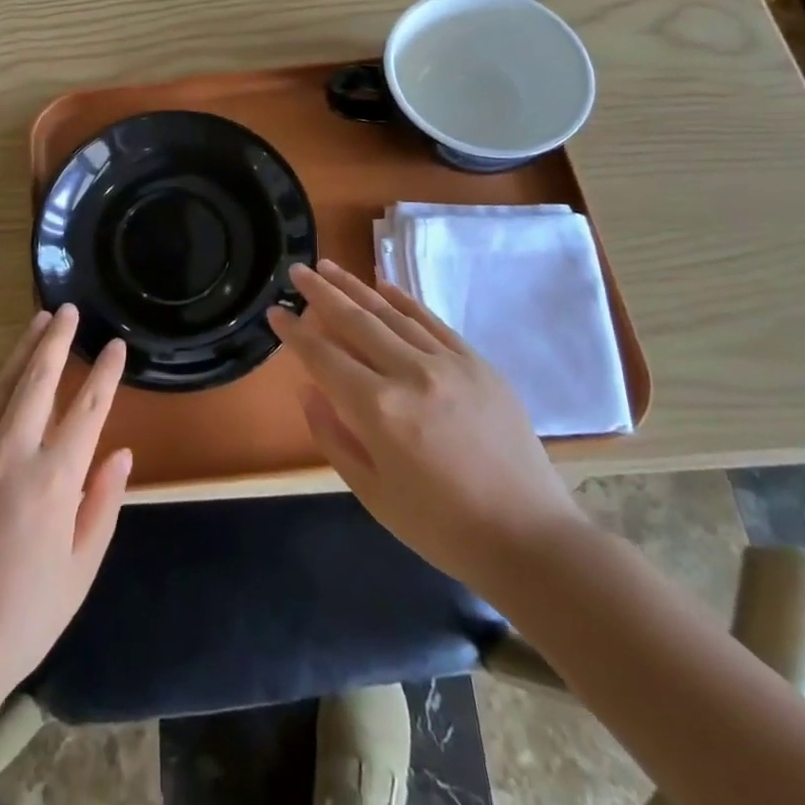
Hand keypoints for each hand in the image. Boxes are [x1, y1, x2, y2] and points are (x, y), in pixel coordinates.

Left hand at [0, 305, 130, 704]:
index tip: (115, 345)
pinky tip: (1, 374)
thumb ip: (102, 505)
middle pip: (39, 379)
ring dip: (22, 350)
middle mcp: (13, 453)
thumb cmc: (21, 618)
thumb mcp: (79, 571)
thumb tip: (121, 454)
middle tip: (67, 310)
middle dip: (56, 340)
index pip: (88, 408)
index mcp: (54, 480)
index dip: (105, 373)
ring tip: (38, 321)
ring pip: (2, 385)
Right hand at [268, 260, 584, 596]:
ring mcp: (448, 363)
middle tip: (297, 270)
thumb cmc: (442, 528)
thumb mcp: (373, 494)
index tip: (275, 311)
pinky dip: (404, 300)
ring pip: (391, 313)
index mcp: (379, 410)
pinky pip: (431, 321)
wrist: (530, 539)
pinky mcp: (477, 363)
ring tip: (329, 266)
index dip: (295, 332)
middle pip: (355, 321)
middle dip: (321, 292)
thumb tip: (309, 389)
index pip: (324, 357)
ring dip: (355, 287)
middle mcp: (410, 374)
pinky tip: (383, 284)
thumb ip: (333, 437)